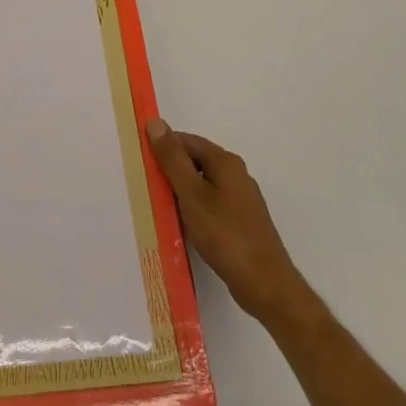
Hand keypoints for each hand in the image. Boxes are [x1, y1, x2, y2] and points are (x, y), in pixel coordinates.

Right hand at [146, 118, 316, 328]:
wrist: (264, 282)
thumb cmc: (225, 234)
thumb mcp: (192, 194)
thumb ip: (173, 159)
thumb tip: (155, 122)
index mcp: (226, 162)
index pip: (188, 141)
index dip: (163, 146)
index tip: (141, 160)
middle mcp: (236, 174)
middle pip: (196, 161)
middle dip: (171, 170)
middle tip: (146, 184)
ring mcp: (241, 199)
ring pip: (203, 184)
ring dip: (181, 191)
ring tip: (159, 205)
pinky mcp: (241, 221)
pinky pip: (211, 204)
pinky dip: (194, 208)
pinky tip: (182, 224)